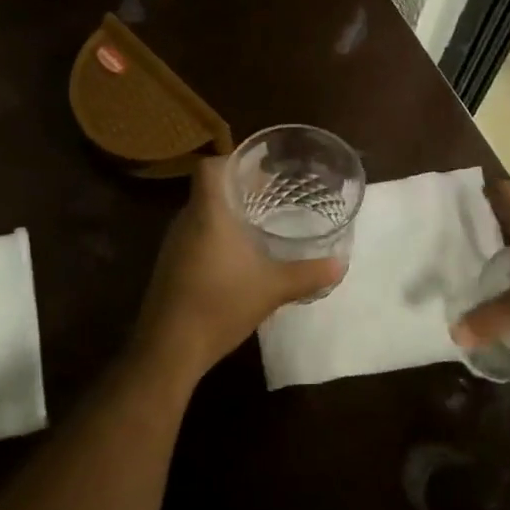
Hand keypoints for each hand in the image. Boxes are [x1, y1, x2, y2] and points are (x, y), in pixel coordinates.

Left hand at [135, 157, 343, 383]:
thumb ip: (307, 274)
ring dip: (225, 215)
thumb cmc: (220, 304)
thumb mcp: (272, 288)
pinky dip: (214, 238)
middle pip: (207, 190)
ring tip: (257, 224)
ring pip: (200, 215)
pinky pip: (193, 238)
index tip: (259, 170)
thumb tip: (340, 264)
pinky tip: (236, 258)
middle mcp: (186, 221)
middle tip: (269, 194)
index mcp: (208, 213)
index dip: (232, 161)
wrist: (169, 347)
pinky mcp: (169, 267)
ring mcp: (174, 245)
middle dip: (236, 189)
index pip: (209, 167)